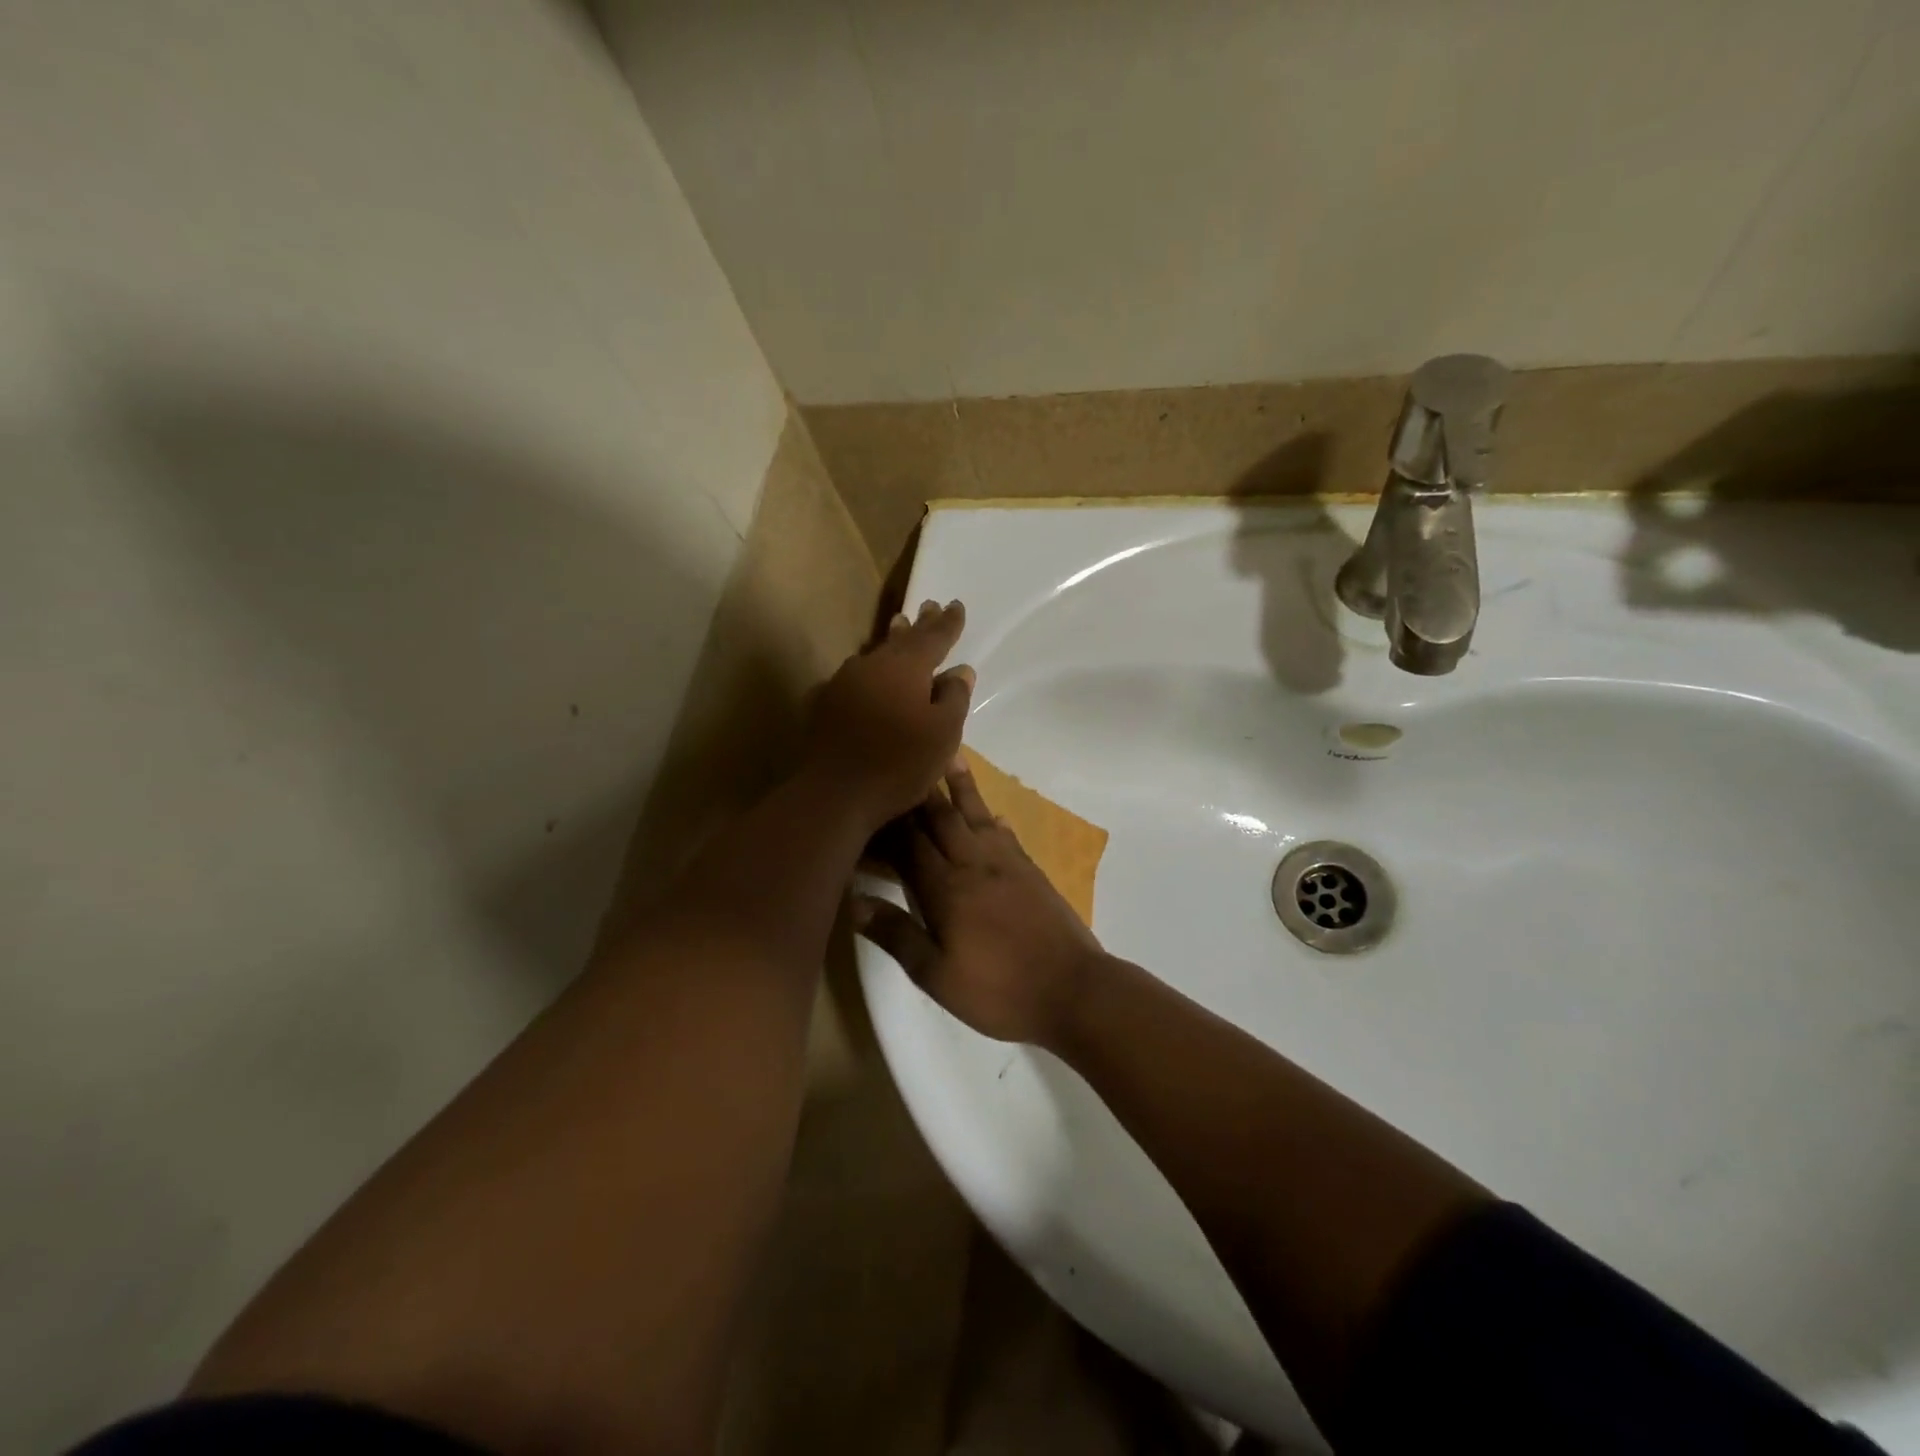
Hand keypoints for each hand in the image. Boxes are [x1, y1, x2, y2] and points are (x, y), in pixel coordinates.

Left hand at [802, 600, 974, 831]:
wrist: (834, 793)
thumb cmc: (899, 764)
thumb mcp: (943, 735)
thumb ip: (954, 698)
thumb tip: (960, 671)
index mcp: (907, 668)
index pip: (934, 637)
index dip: (948, 623)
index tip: (956, 604)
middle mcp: (873, 665)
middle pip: (901, 639)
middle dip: (919, 624)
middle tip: (929, 606)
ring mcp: (844, 683)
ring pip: (875, 655)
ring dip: (891, 643)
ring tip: (900, 628)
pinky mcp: (825, 705)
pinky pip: (854, 678)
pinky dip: (869, 673)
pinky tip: (867, 676)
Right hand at [854, 759, 1107, 1047]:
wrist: (1073, 990)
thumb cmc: (998, 990)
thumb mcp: (936, 975)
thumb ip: (896, 934)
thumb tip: (853, 901)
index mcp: (946, 888)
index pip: (908, 844)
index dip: (887, 822)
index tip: (868, 798)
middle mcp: (974, 864)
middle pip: (941, 818)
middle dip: (919, 792)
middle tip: (904, 759)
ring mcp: (1007, 864)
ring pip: (976, 815)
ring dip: (960, 787)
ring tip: (950, 755)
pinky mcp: (1031, 871)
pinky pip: (1006, 834)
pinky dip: (993, 819)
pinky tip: (991, 815)